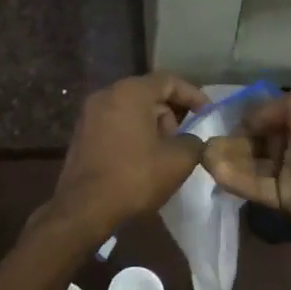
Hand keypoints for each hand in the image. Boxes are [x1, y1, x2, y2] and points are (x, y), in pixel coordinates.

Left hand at [48, 72, 208, 236]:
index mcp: (130, 92)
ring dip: (153, 126)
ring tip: (163, 155)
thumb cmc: (134, 177)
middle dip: (171, 114)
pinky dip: (133, 134)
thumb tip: (193, 140)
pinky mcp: (82, 133)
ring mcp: (90, 113)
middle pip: (149, 94)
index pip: (168, 80)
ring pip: (132, 109)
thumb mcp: (177, 161)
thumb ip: (194, 142)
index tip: (208, 113)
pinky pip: (116, 123)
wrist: (84, 209)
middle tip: (183, 141)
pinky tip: (142, 160)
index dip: (193, 95)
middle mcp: (107, 94)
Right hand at [203, 87, 290, 226]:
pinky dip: (235, 179)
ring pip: (252, 165)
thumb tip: (243, 121)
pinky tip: (214, 169)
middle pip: (255, 143)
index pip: (266, 117)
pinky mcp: (285, 198)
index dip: (245, 118)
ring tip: (203, 154)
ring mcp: (289, 172)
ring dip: (228, 159)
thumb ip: (265, 110)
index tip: (219, 118)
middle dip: (231, 141)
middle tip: (206, 140)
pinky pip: (256, 187)